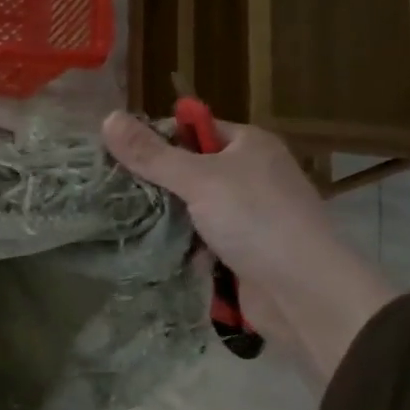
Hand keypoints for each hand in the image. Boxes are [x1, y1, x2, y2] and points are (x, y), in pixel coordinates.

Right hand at [101, 112, 400, 388]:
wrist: (302, 291)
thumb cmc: (256, 220)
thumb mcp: (199, 180)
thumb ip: (152, 154)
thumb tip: (107, 118)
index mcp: (248, 145)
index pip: (192, 129)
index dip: (155, 139)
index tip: (114, 155)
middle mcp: (249, 175)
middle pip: (188, 171)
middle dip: (153, 183)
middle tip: (108, 191)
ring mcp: (245, 216)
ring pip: (190, 209)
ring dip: (162, 218)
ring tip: (116, 220)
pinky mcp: (238, 251)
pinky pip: (198, 241)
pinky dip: (177, 245)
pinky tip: (144, 248)